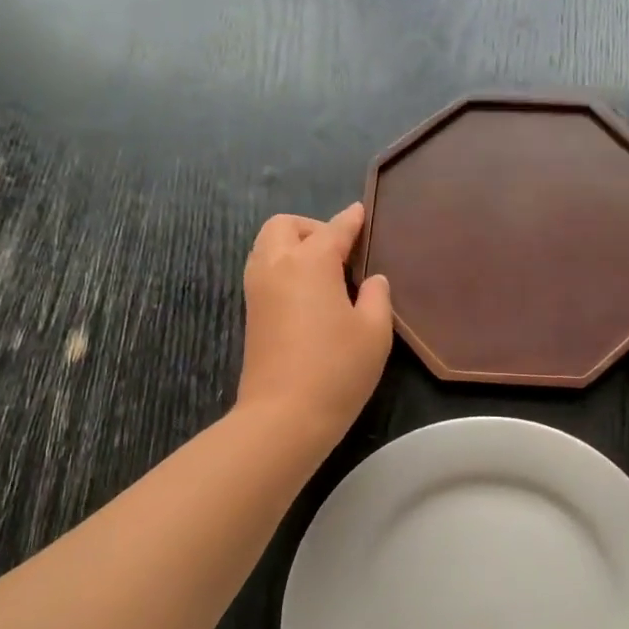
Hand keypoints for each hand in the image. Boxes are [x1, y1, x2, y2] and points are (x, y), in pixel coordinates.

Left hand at [236, 204, 392, 450]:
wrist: (284, 415)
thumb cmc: (337, 369)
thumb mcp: (374, 332)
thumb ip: (376, 296)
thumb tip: (371, 280)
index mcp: (310, 263)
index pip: (334, 230)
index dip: (351, 220)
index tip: (361, 212)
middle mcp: (277, 266)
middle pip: (285, 226)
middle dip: (312, 227)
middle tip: (340, 252)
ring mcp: (257, 290)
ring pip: (267, 246)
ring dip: (293, 245)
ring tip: (324, 271)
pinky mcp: (251, 313)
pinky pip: (264, 270)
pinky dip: (283, 266)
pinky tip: (308, 292)